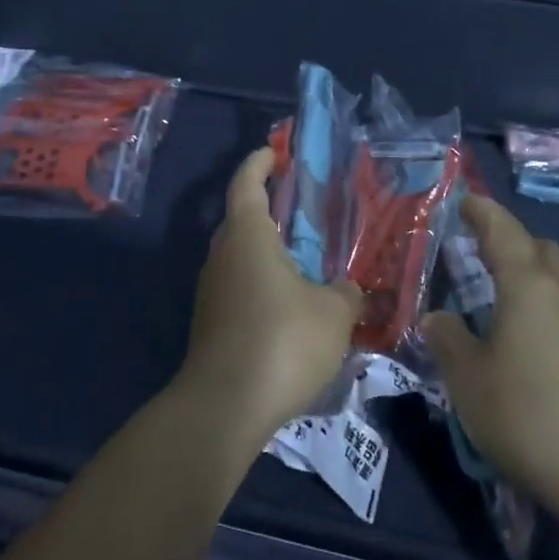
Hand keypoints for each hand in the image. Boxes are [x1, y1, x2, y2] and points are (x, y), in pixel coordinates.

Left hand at [177, 148, 361, 441]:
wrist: (225, 407)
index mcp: (247, 236)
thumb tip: (348, 288)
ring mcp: (211, 291)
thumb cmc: (282, 342)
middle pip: (241, 219)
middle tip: (300, 208)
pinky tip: (288, 306)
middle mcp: (222, 255)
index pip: (246, 183)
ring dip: (266, 252)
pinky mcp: (210, 323)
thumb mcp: (333, 314)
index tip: (274, 151)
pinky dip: (261, 284)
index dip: (259, 162)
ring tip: (303, 260)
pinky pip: (238, 288)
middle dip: (267, 208)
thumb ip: (346, 292)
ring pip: (239, 257)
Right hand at [422, 196, 558, 515]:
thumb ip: (448, 339)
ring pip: (558, 280)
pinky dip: (543, 308)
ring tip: (495, 300)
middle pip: (539, 248)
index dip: (481, 211)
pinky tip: (524, 342)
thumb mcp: (467, 376)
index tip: (463, 202)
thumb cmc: (524, 412)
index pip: (503, 229)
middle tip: (477, 254)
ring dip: (529, 276)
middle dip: (510, 242)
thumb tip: (437, 318)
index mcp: (528, 284)